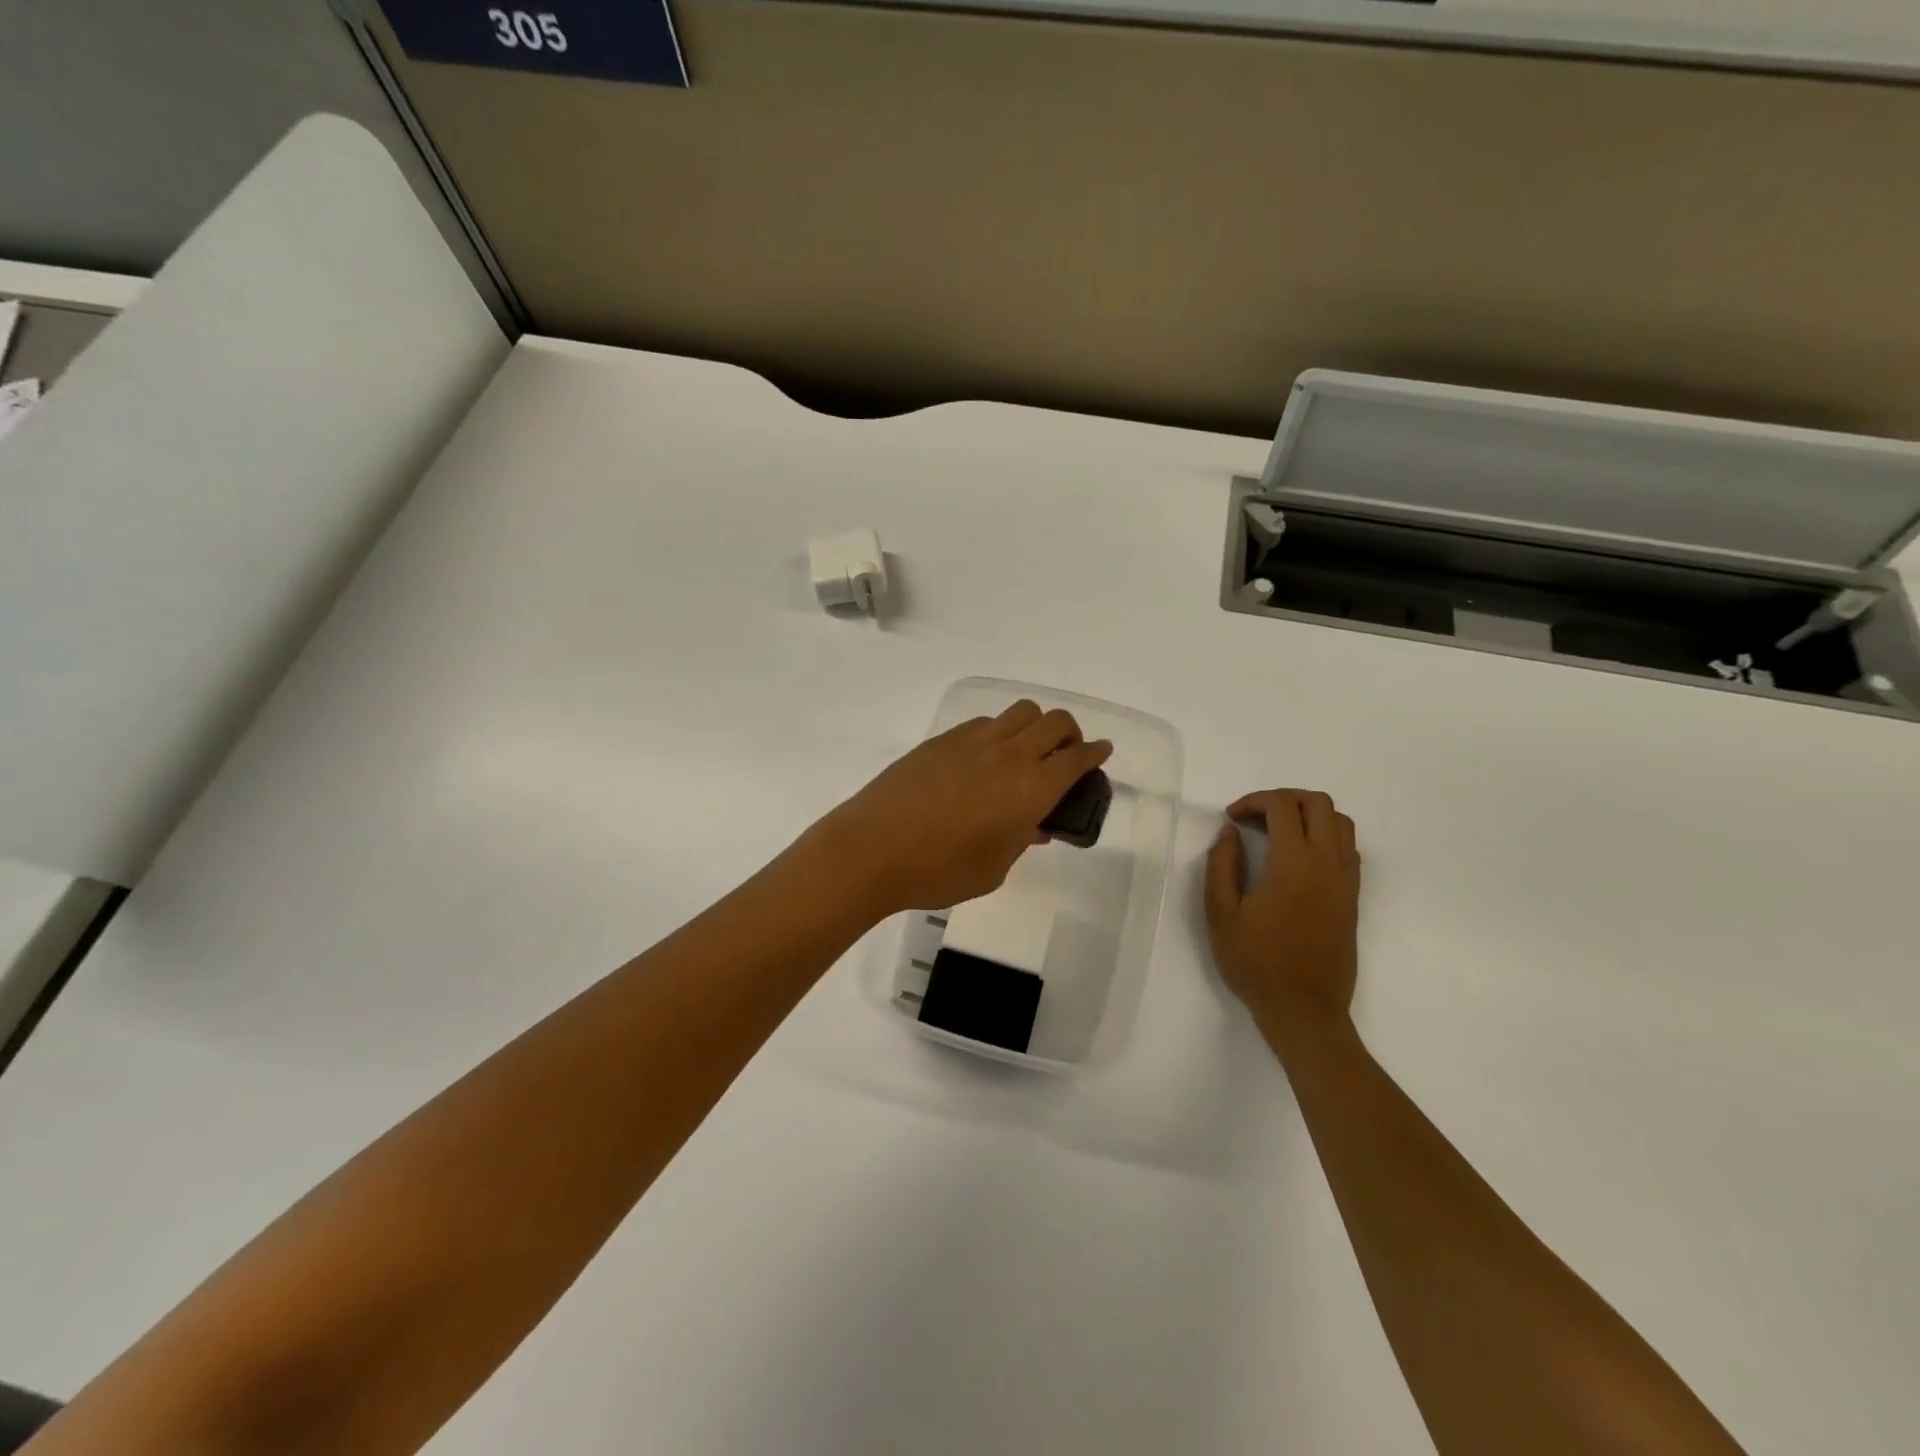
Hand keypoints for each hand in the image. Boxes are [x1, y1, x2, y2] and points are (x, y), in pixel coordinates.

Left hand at [806, 701, 1113, 913]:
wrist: (871, 850)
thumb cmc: (939, 871)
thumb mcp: (994, 868)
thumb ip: (1021, 840)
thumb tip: (1034, 825)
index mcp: (1030, 789)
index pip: (1077, 758)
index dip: (1095, 753)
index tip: (1102, 752)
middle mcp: (1008, 755)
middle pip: (1055, 722)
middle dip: (1070, 734)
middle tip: (1065, 756)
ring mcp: (973, 741)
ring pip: (1020, 712)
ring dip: (1035, 726)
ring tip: (1025, 753)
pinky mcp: (942, 740)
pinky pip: (985, 722)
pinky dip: (999, 732)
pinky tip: (984, 759)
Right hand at [1204, 789, 1360, 1043]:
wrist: (1305, 1011)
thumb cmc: (1257, 964)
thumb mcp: (1221, 914)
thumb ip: (1222, 865)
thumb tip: (1230, 833)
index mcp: (1293, 865)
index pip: (1283, 806)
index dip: (1254, 801)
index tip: (1232, 818)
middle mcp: (1327, 864)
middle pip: (1318, 803)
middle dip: (1283, 799)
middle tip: (1254, 818)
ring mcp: (1346, 881)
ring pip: (1340, 822)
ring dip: (1308, 815)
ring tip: (1277, 833)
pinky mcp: (1353, 897)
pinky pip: (1348, 848)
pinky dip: (1324, 836)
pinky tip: (1297, 858)